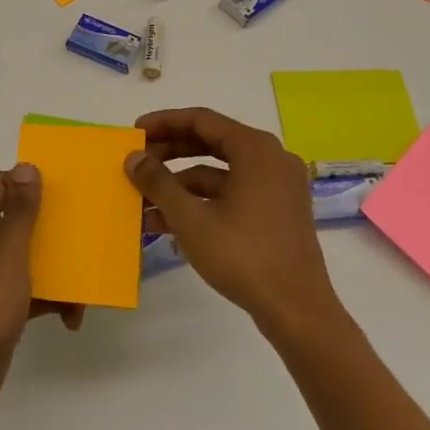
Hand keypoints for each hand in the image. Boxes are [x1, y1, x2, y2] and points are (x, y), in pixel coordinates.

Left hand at [0, 164, 81, 429]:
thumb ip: (19, 214)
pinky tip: (73, 318)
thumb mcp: (6, 259)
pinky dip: (55, 300)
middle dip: (54, 222)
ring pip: (33, 256)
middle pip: (21, 219)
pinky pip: (36, 292)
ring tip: (89, 277)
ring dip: (61, 265)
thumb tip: (26, 166)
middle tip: (87, 226)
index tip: (63, 186)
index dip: (27, 180)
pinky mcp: (5, 309)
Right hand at [124, 107, 340, 333]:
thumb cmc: (243, 255)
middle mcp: (270, 159)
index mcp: (255, 149)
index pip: (201, 120)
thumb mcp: (191, 218)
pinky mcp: (277, 212)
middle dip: (169, 152)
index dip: (164, 123)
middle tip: (136, 162)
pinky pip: (233, 193)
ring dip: (180, 184)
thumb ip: (158, 183)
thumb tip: (133, 157)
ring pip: (220, 172)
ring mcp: (277, 187)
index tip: (135, 132)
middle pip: (211, 142)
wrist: (296, 309)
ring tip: (143, 201)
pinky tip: (168, 223)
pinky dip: (202, 202)